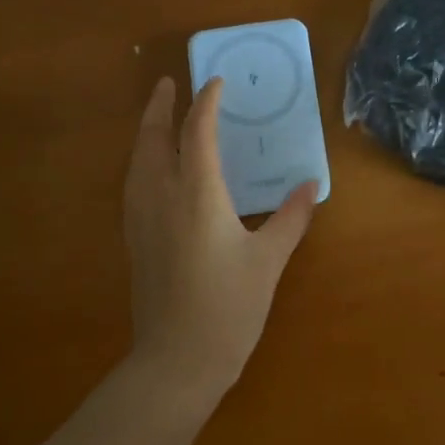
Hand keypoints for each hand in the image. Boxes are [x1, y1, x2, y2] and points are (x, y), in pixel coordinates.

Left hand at [123, 76, 319, 394]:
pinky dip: (142, 160)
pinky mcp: (135, 239)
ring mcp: (142, 219)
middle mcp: (162, 197)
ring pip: (137, 160)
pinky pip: (133, 183)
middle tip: (169, 84)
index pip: (197, 133)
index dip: (207, 103)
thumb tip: (311, 185)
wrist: (176, 361)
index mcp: (197, 195)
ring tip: (158, 117)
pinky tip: (152, 169)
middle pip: (153, 139)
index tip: (217, 83)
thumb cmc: (228, 308)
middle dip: (160, 107)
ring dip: (147, 131)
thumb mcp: (268, 261)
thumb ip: (290, 218)